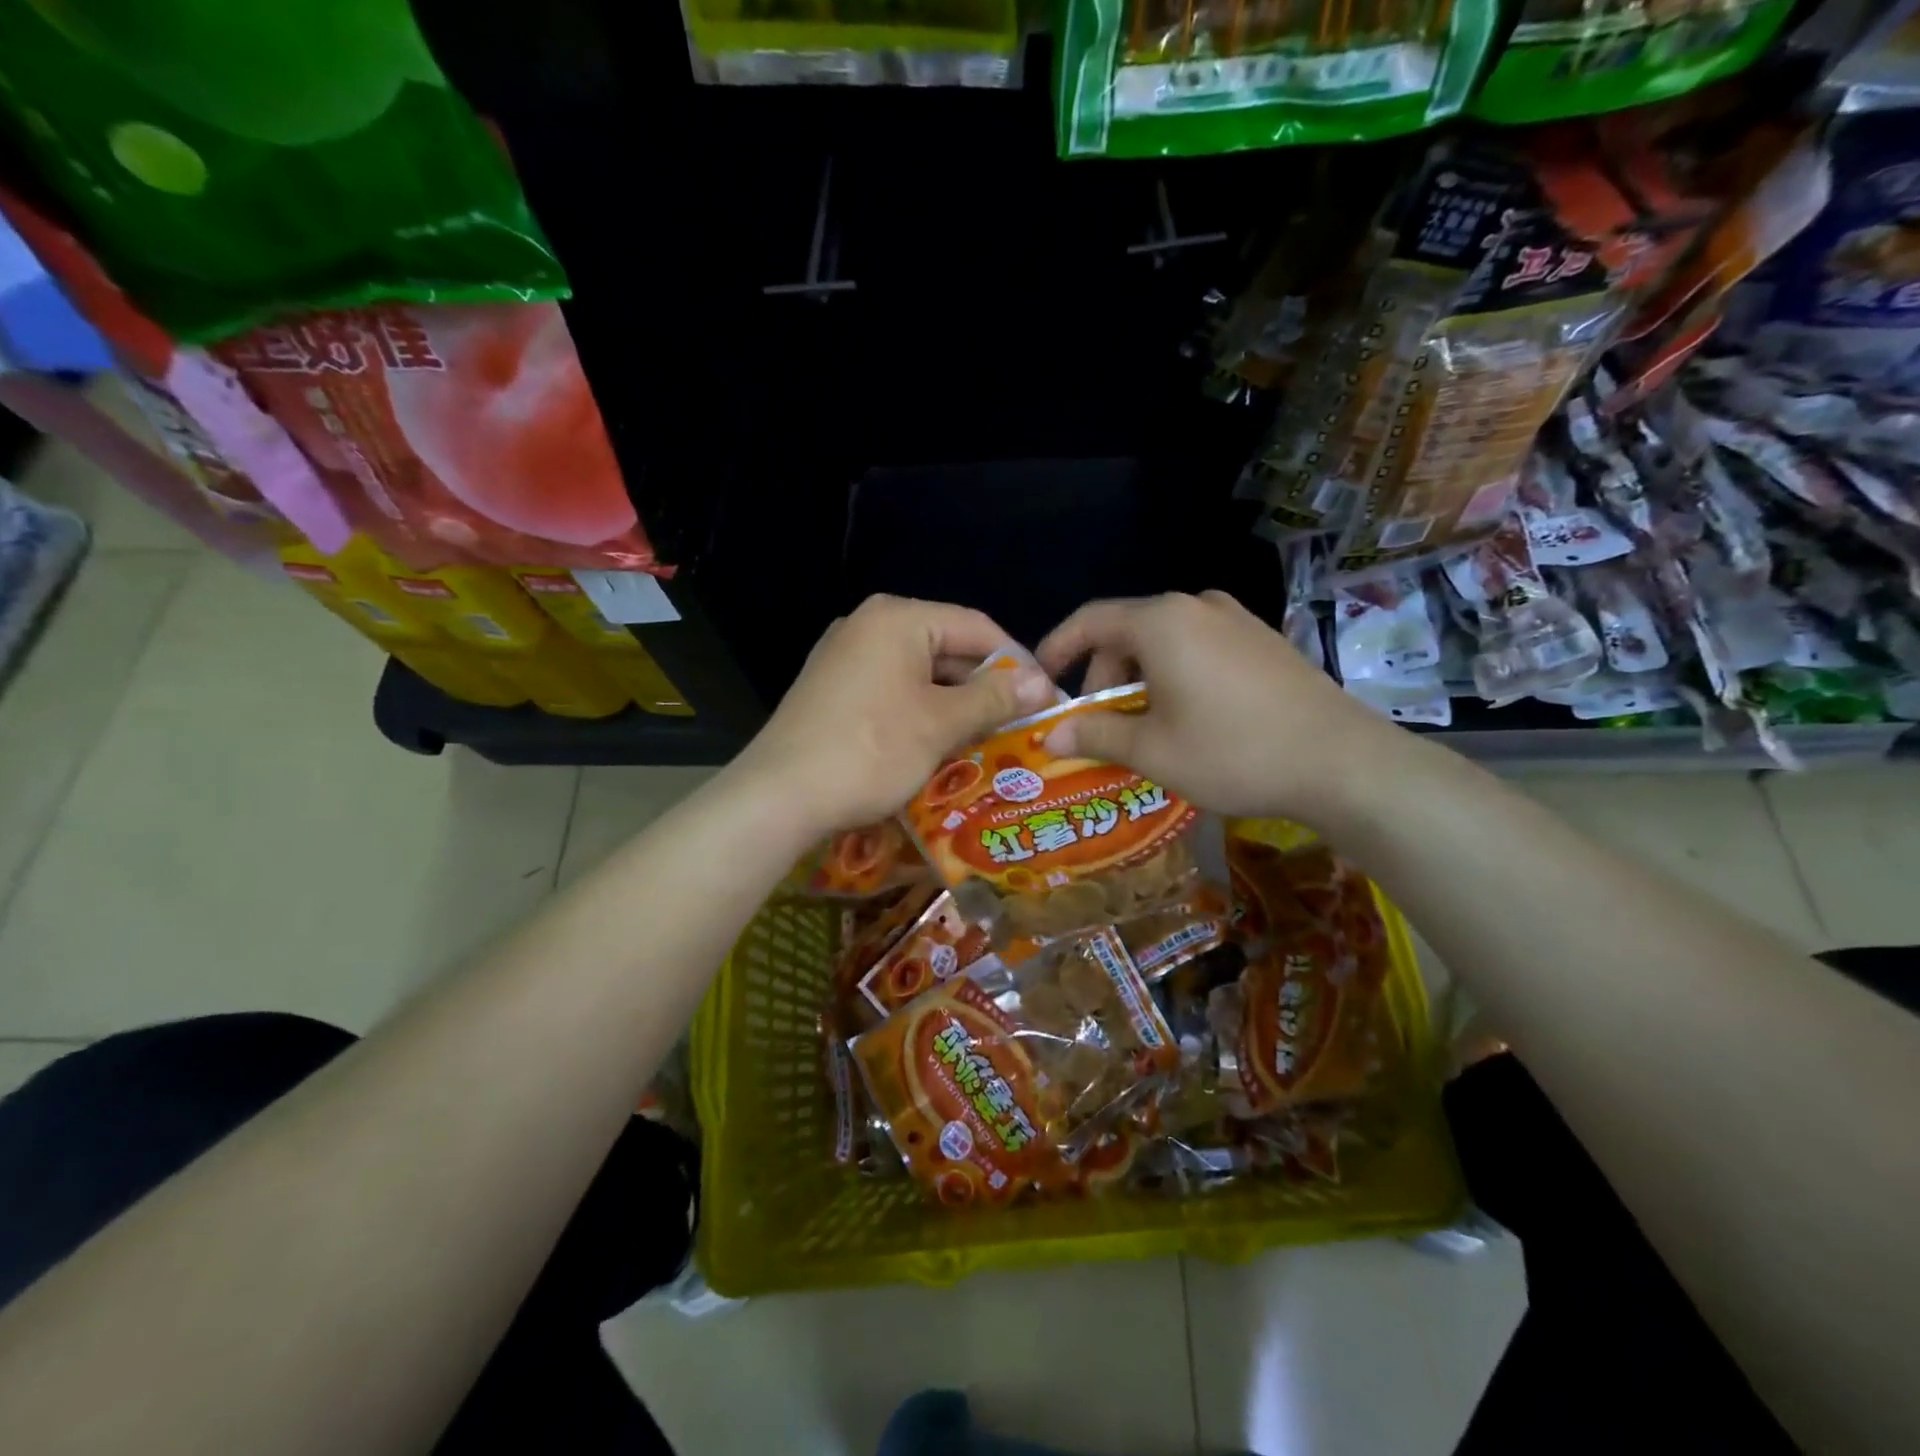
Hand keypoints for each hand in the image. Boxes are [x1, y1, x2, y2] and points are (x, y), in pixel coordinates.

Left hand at [737, 595, 1054, 837]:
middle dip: (986, 688)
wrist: (778, 796)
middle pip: (947, 648)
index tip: (1047, 698)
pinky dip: (922, 714)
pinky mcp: (832, 690)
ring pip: (920, 674)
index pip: (976, 626)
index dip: (1018, 662)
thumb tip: (1043, 684)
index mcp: (897, 618)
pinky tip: (941, 747)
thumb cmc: (870, 751)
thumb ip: (994, 697)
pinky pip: (892, 692)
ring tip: (991, 741)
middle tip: (1022, 724)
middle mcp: (868, 625)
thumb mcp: (941, 724)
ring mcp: (845, 657)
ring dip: (956, 706)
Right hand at [1035, 590, 1408, 824]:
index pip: (1090, 620)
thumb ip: (1094, 735)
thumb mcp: (1152, 750)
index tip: (1041, 679)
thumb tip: (1050, 736)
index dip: (1058, 647)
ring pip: (1165, 642)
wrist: (1342, 763)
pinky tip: (1187, 718)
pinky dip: (1175, 676)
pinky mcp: (1263, 641)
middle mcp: (1197, 607)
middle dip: (1103, 676)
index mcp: (1162, 622)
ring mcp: (1237, 620)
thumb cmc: (1232, 752)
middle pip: (1128, 631)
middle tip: (1097, 724)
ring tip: (1141, 727)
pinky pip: (1200, 648)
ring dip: (1139, 679)